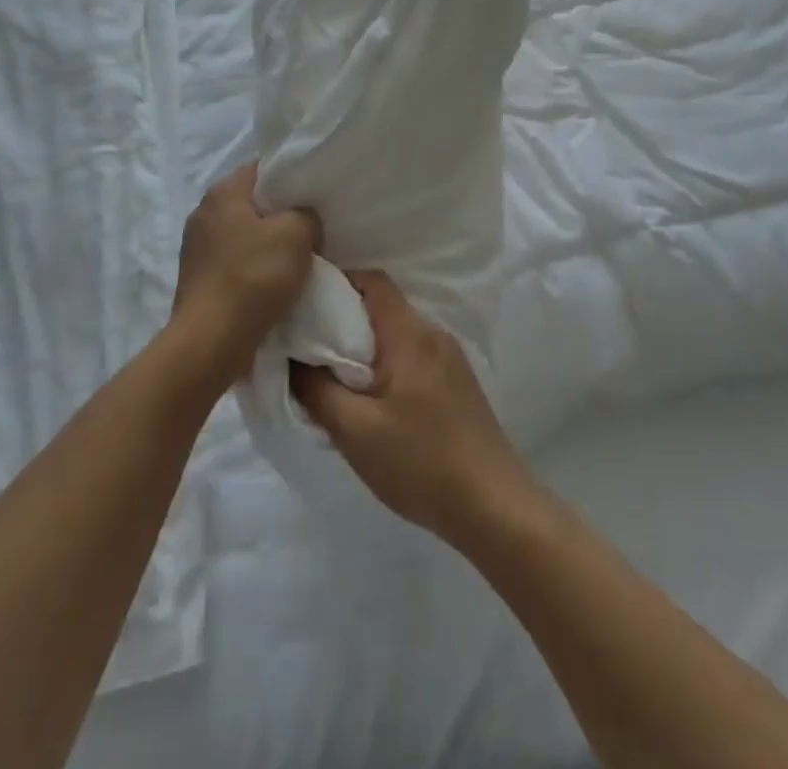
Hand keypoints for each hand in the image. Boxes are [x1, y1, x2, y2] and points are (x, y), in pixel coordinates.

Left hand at [172, 164, 319, 385]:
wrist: (211, 341)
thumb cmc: (254, 277)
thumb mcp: (296, 235)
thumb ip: (305, 215)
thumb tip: (302, 220)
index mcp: (222, 193)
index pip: (260, 169)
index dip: (289, 178)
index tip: (312, 195)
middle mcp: (203, 213)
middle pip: (252, 204)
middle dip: (280, 215)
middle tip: (311, 228)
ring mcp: (196, 248)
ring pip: (244, 235)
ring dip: (268, 245)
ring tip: (296, 259)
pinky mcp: (198, 278)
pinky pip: (235, 262)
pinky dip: (254, 268)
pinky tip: (274, 283)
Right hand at [291, 270, 536, 547]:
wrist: (494, 506)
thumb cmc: (420, 462)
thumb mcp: (355, 431)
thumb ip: (316, 390)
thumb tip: (293, 359)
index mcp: (409, 334)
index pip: (372, 280)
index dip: (338, 282)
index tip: (307, 304)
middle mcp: (433, 334)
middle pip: (383, 307)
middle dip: (344, 320)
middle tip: (311, 347)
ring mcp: (450, 359)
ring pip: (397, 335)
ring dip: (365, 348)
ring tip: (335, 380)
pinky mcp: (458, 384)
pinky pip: (413, 357)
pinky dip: (387, 366)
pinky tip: (373, 403)